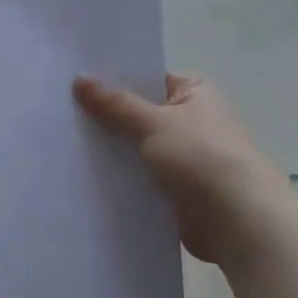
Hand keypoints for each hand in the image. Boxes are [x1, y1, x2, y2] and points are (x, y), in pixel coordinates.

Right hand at [73, 74, 286, 261]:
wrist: (237, 220)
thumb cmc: (201, 158)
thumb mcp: (152, 123)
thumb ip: (114, 103)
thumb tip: (79, 77)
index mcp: (195, 93)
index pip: (147, 79)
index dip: (113, 80)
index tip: (73, 83)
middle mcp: (192, 120)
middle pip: (138, 113)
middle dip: (106, 117)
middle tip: (60, 113)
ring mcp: (184, 156)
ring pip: (136, 146)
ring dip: (111, 149)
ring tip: (64, 143)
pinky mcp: (176, 188)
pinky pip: (139, 175)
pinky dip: (119, 176)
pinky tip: (85, 175)